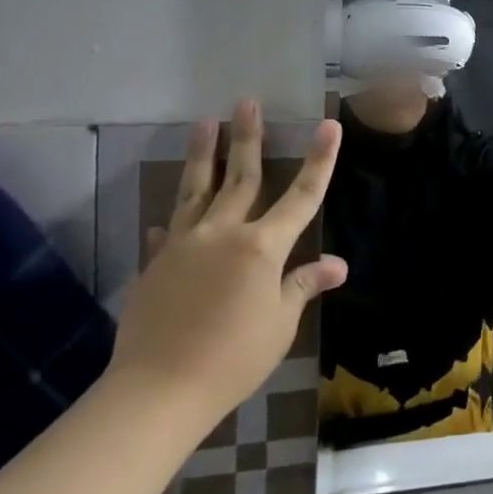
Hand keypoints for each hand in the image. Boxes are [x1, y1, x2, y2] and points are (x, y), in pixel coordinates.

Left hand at [111, 100, 346, 429]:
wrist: (157, 391)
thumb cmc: (233, 358)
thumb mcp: (280, 322)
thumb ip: (304, 285)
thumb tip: (338, 265)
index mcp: (261, 247)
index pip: (301, 196)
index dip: (319, 160)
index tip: (329, 125)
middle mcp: (222, 234)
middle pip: (241, 177)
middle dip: (248, 138)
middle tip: (246, 102)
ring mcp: (182, 246)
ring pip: (195, 190)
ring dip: (203, 155)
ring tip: (204, 123)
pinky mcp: (154, 266)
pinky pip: (167, 232)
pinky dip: (173, 219)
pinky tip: (168, 214)